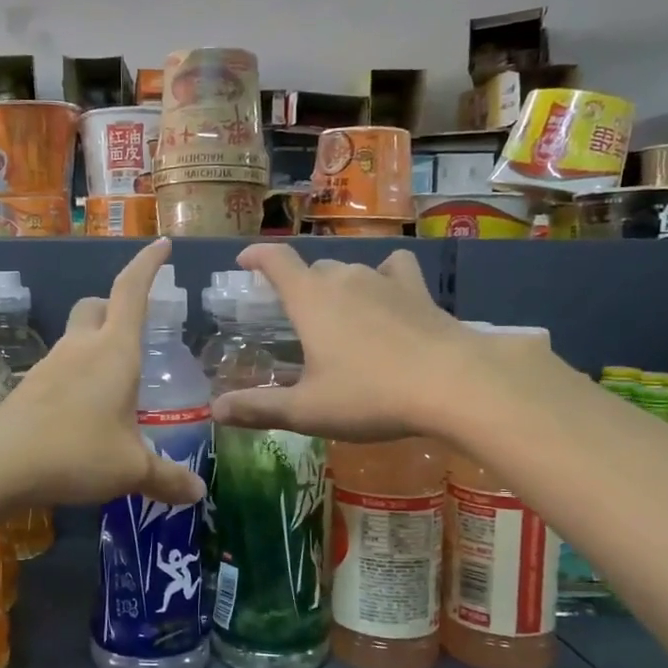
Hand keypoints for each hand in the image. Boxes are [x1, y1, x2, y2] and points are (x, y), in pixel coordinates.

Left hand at [0, 239, 206, 510]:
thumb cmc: (76, 451)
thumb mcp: (131, 469)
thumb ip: (166, 478)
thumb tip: (198, 493)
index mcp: (115, 351)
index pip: (132, 290)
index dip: (149, 265)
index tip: (162, 244)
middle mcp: (81, 347)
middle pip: (97, 306)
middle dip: (115, 308)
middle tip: (133, 331)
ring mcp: (50, 365)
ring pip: (76, 338)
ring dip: (95, 348)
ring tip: (114, 386)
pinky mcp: (29, 388)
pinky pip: (60, 370)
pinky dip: (76, 379)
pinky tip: (83, 414)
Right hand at [208, 244, 541, 442]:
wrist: (453, 385)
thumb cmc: (369, 395)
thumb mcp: (306, 410)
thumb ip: (258, 408)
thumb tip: (215, 410)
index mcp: (310, 299)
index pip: (276, 261)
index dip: (256, 256)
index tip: (244, 262)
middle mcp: (345, 278)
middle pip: (313, 268)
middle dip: (298, 285)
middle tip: (294, 314)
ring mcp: (385, 281)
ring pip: (351, 271)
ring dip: (337, 286)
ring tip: (337, 314)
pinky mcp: (419, 292)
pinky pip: (395, 271)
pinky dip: (384, 279)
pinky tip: (388, 296)